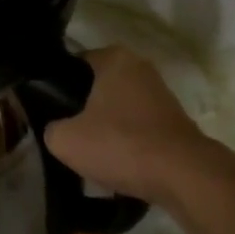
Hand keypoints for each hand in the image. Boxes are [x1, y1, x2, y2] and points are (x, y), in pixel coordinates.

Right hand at [41, 46, 212, 206]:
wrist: (183, 176)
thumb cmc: (121, 144)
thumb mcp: (67, 140)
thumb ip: (51, 129)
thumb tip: (56, 130)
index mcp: (114, 57)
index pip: (74, 64)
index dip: (58, 88)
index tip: (51, 112)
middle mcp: (139, 66)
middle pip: (98, 87)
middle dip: (84, 110)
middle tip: (69, 135)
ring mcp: (160, 93)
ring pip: (119, 108)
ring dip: (107, 128)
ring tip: (94, 156)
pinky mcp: (174, 120)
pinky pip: (139, 127)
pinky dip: (129, 143)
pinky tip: (120, 166)